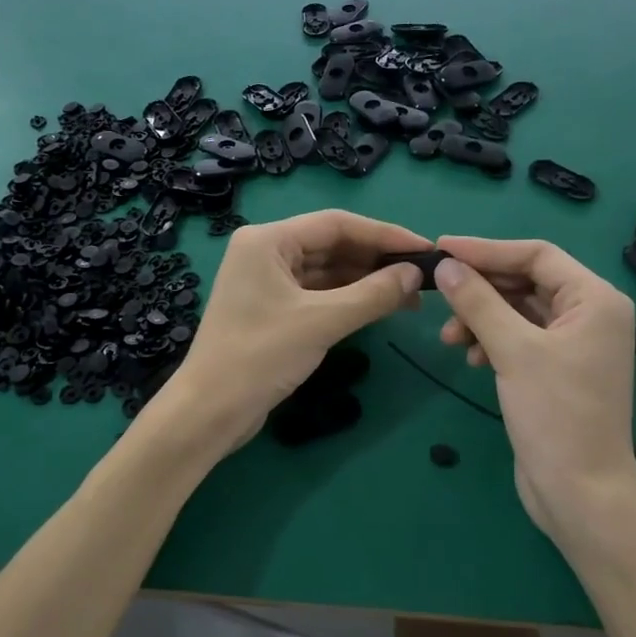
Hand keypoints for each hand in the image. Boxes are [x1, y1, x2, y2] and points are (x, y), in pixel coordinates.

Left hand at [158, 211, 428, 453]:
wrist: (210, 412)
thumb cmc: (259, 357)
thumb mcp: (321, 322)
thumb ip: (372, 295)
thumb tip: (415, 275)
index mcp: (268, 240)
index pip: (336, 224)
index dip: (385, 235)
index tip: (425, 249)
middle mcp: (266, 252)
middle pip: (332, 244)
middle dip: (377, 260)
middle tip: (422, 276)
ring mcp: (268, 282)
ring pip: (327, 271)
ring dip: (366, 281)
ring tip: (410, 296)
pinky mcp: (273, 309)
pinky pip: (318, 293)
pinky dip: (349, 299)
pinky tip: (380, 307)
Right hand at [432, 237, 635, 541]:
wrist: (581, 493)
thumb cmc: (556, 415)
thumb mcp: (513, 351)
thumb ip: (478, 303)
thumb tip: (445, 266)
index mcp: (594, 299)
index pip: (536, 255)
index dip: (486, 249)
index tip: (441, 249)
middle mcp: (589, 314)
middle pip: (526, 281)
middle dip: (481, 289)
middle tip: (439, 294)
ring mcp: (574, 343)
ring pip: (518, 311)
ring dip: (481, 317)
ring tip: (450, 339)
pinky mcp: (556, 369)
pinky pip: (519, 337)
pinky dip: (492, 340)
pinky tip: (471, 357)